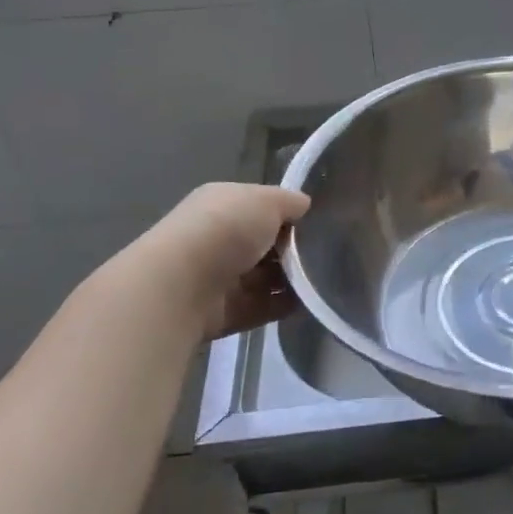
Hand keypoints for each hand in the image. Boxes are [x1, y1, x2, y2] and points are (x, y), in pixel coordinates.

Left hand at [146, 183, 310, 338]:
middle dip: (293, 249)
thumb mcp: (266, 200)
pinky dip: (285, 305)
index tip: (319, 224)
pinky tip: (312, 302)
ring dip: (292, 279)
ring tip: (326, 279)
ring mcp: (219, 278)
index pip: (261, 207)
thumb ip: (289, 202)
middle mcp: (218, 239)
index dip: (289, 214)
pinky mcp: (225, 313)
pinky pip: (263, 307)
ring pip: (265, 277)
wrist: (183, 285)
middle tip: (328, 253)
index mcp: (222, 204)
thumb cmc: (226, 229)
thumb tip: (305, 205)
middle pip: (265, 244)